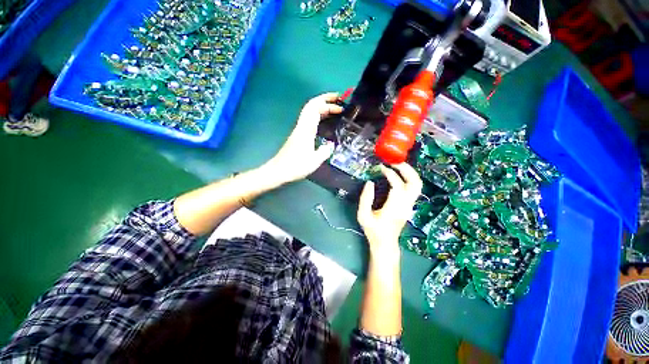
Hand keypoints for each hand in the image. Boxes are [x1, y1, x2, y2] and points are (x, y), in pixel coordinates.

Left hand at [262, 93, 342, 184]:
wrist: (279, 171)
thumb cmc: (296, 166)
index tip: (340, 105)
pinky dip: (318, 116)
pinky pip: (309, 120)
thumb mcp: (314, 161)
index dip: (328, 103)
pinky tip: (324, 121)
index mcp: (306, 129)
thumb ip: (325, 151)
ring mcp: (299, 130)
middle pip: (311, 106)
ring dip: (321, 107)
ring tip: (334, 108)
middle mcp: (302, 126)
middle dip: (325, 100)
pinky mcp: (298, 135)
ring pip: (310, 112)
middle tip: (338, 100)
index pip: (315, 109)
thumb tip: (330, 145)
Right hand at [357, 163, 422, 254]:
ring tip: (398, 165)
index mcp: (394, 208)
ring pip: (417, 185)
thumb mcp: (363, 216)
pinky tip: (399, 174)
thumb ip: (365, 199)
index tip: (381, 168)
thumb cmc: (373, 230)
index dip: (390, 174)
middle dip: (406, 169)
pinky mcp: (409, 205)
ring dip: (410, 172)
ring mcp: (410, 205)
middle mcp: (406, 205)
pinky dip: (408, 178)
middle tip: (394, 162)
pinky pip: (414, 188)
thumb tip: (369, 182)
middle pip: (415, 183)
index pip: (398, 186)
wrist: (385, 243)